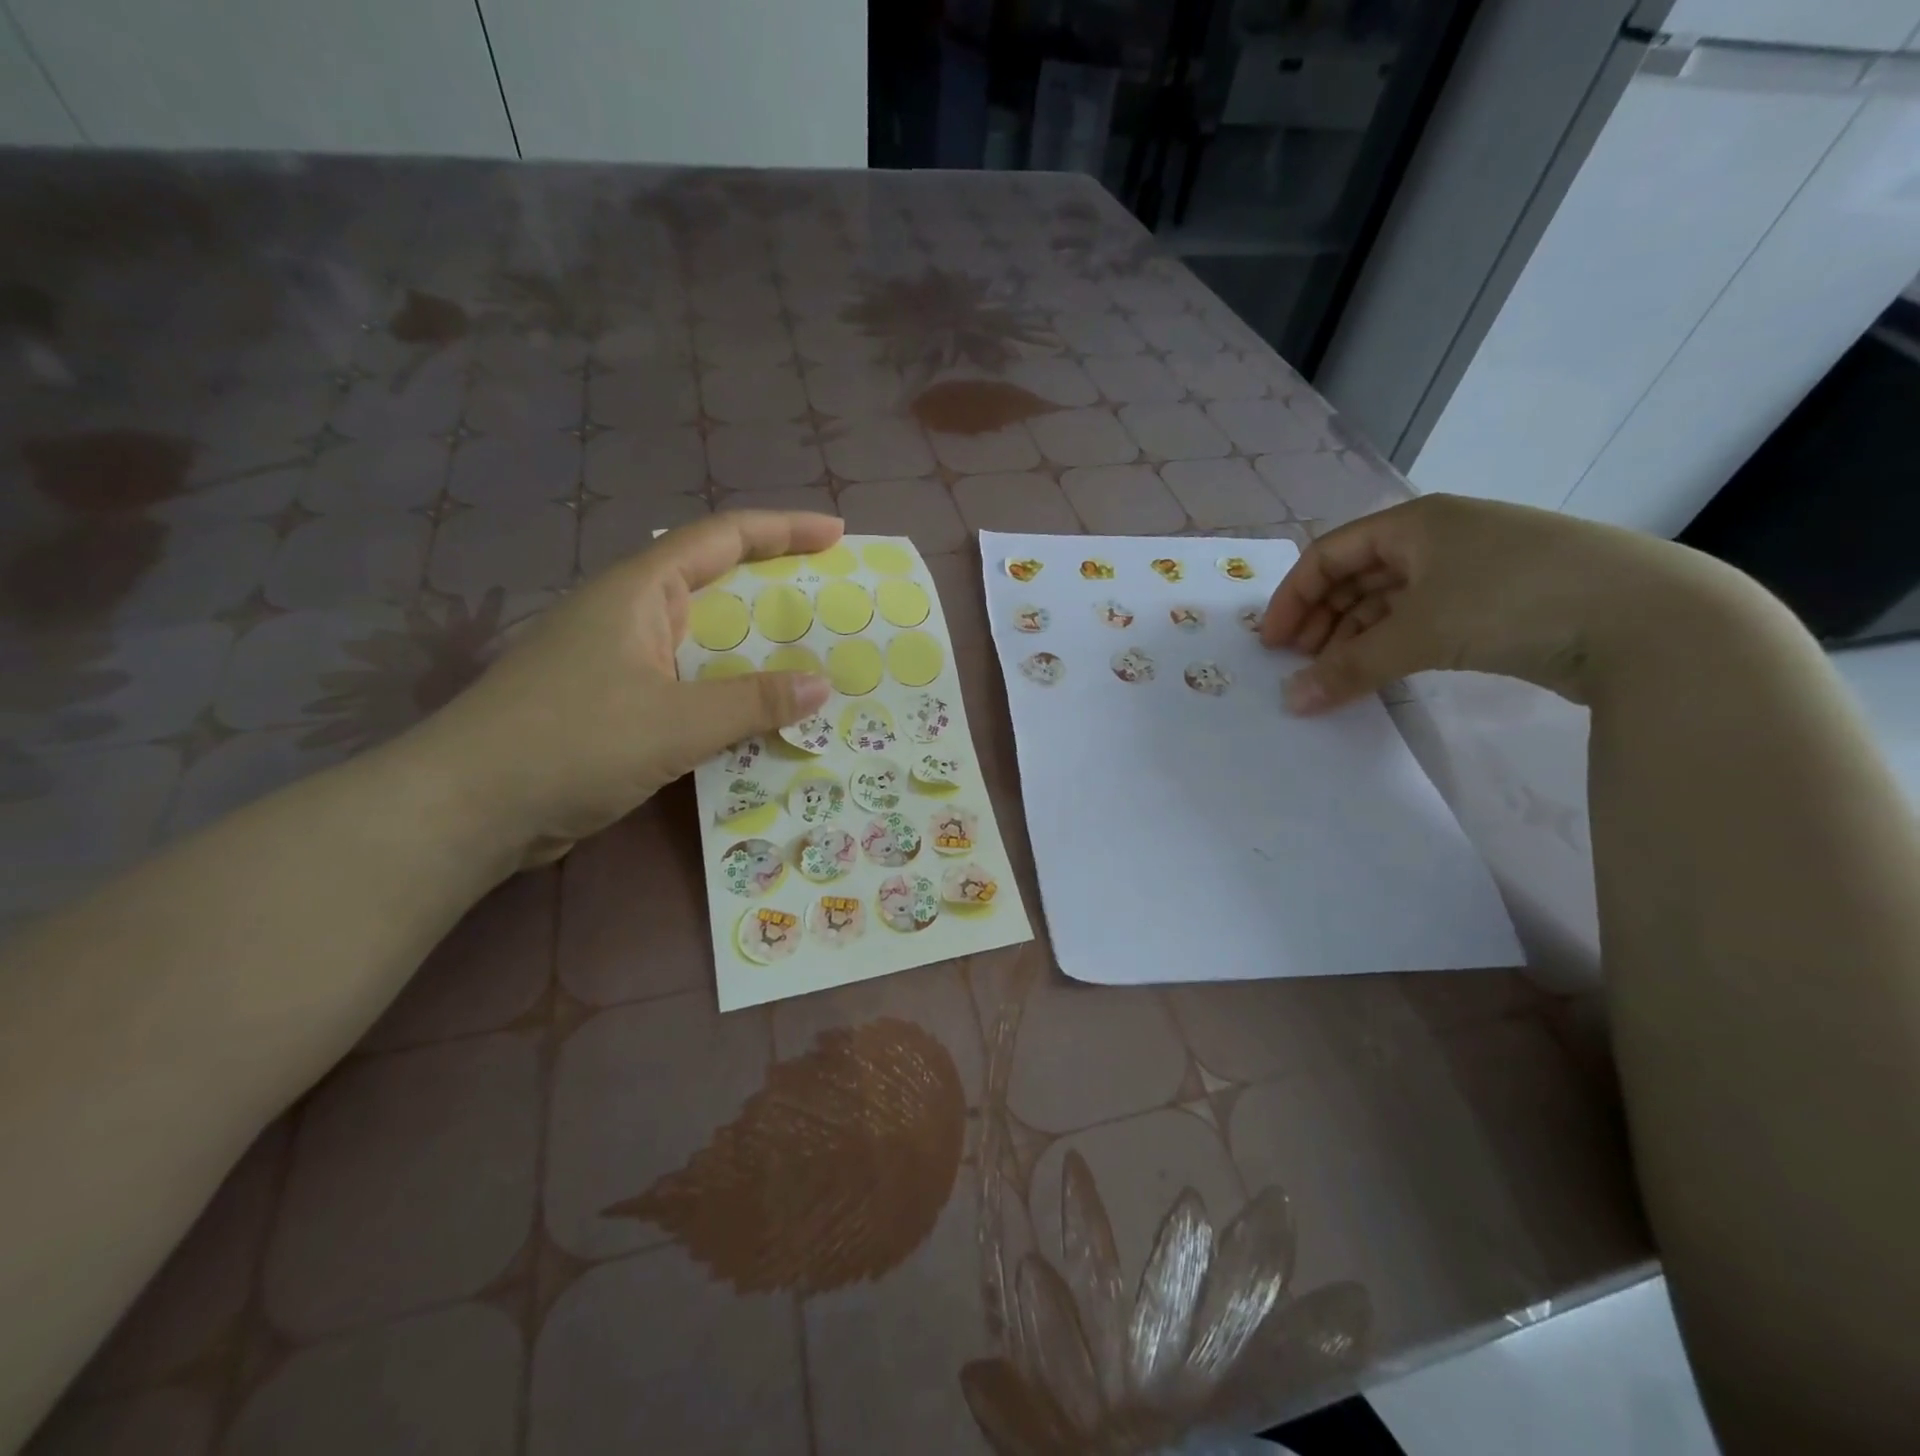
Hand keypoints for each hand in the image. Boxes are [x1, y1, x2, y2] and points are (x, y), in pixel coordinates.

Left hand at [413, 510, 838, 866]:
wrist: (467, 808)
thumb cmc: (572, 742)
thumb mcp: (676, 721)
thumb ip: (754, 702)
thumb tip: (821, 685)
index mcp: (640, 592)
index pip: (723, 538)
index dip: (783, 529)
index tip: (836, 534)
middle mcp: (630, 616)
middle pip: (717, 588)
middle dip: (777, 593)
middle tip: (834, 608)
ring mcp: (619, 663)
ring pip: (704, 645)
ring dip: (755, 655)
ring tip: (812, 668)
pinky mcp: (615, 707)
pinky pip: (689, 689)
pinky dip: (728, 697)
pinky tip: (758, 722)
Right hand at [1259, 494, 1746, 713]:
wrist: (1651, 619)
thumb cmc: (1514, 601)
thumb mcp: (1418, 632)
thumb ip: (1347, 668)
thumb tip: (1291, 702)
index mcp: (1416, 523)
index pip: (1329, 555)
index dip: (1293, 597)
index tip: (1272, 644)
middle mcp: (1440, 538)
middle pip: (1356, 577)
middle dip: (1321, 619)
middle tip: (1298, 663)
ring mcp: (1474, 569)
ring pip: (1390, 601)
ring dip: (1355, 636)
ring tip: (1334, 674)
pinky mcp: (1501, 603)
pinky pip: (1424, 620)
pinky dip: (1393, 644)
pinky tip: (1380, 672)